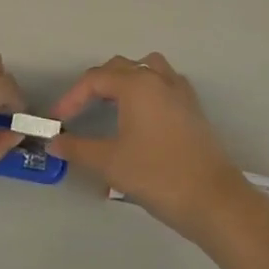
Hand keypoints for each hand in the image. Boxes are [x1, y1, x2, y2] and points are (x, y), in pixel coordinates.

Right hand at [48, 54, 253, 241]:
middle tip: (79, 112)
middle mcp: (158, 78)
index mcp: (136, 84)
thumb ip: (78, 149)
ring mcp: (179, 91)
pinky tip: (143, 115)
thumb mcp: (110, 163)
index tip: (58, 121)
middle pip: (119, 68)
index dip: (71, 98)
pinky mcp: (193, 108)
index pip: (94, 80)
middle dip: (95, 86)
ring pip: (146, 69)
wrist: (214, 200)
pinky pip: (164, 84)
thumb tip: (55, 142)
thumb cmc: (158, 175)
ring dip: (125, 80)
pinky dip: (148, 90)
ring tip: (111, 104)